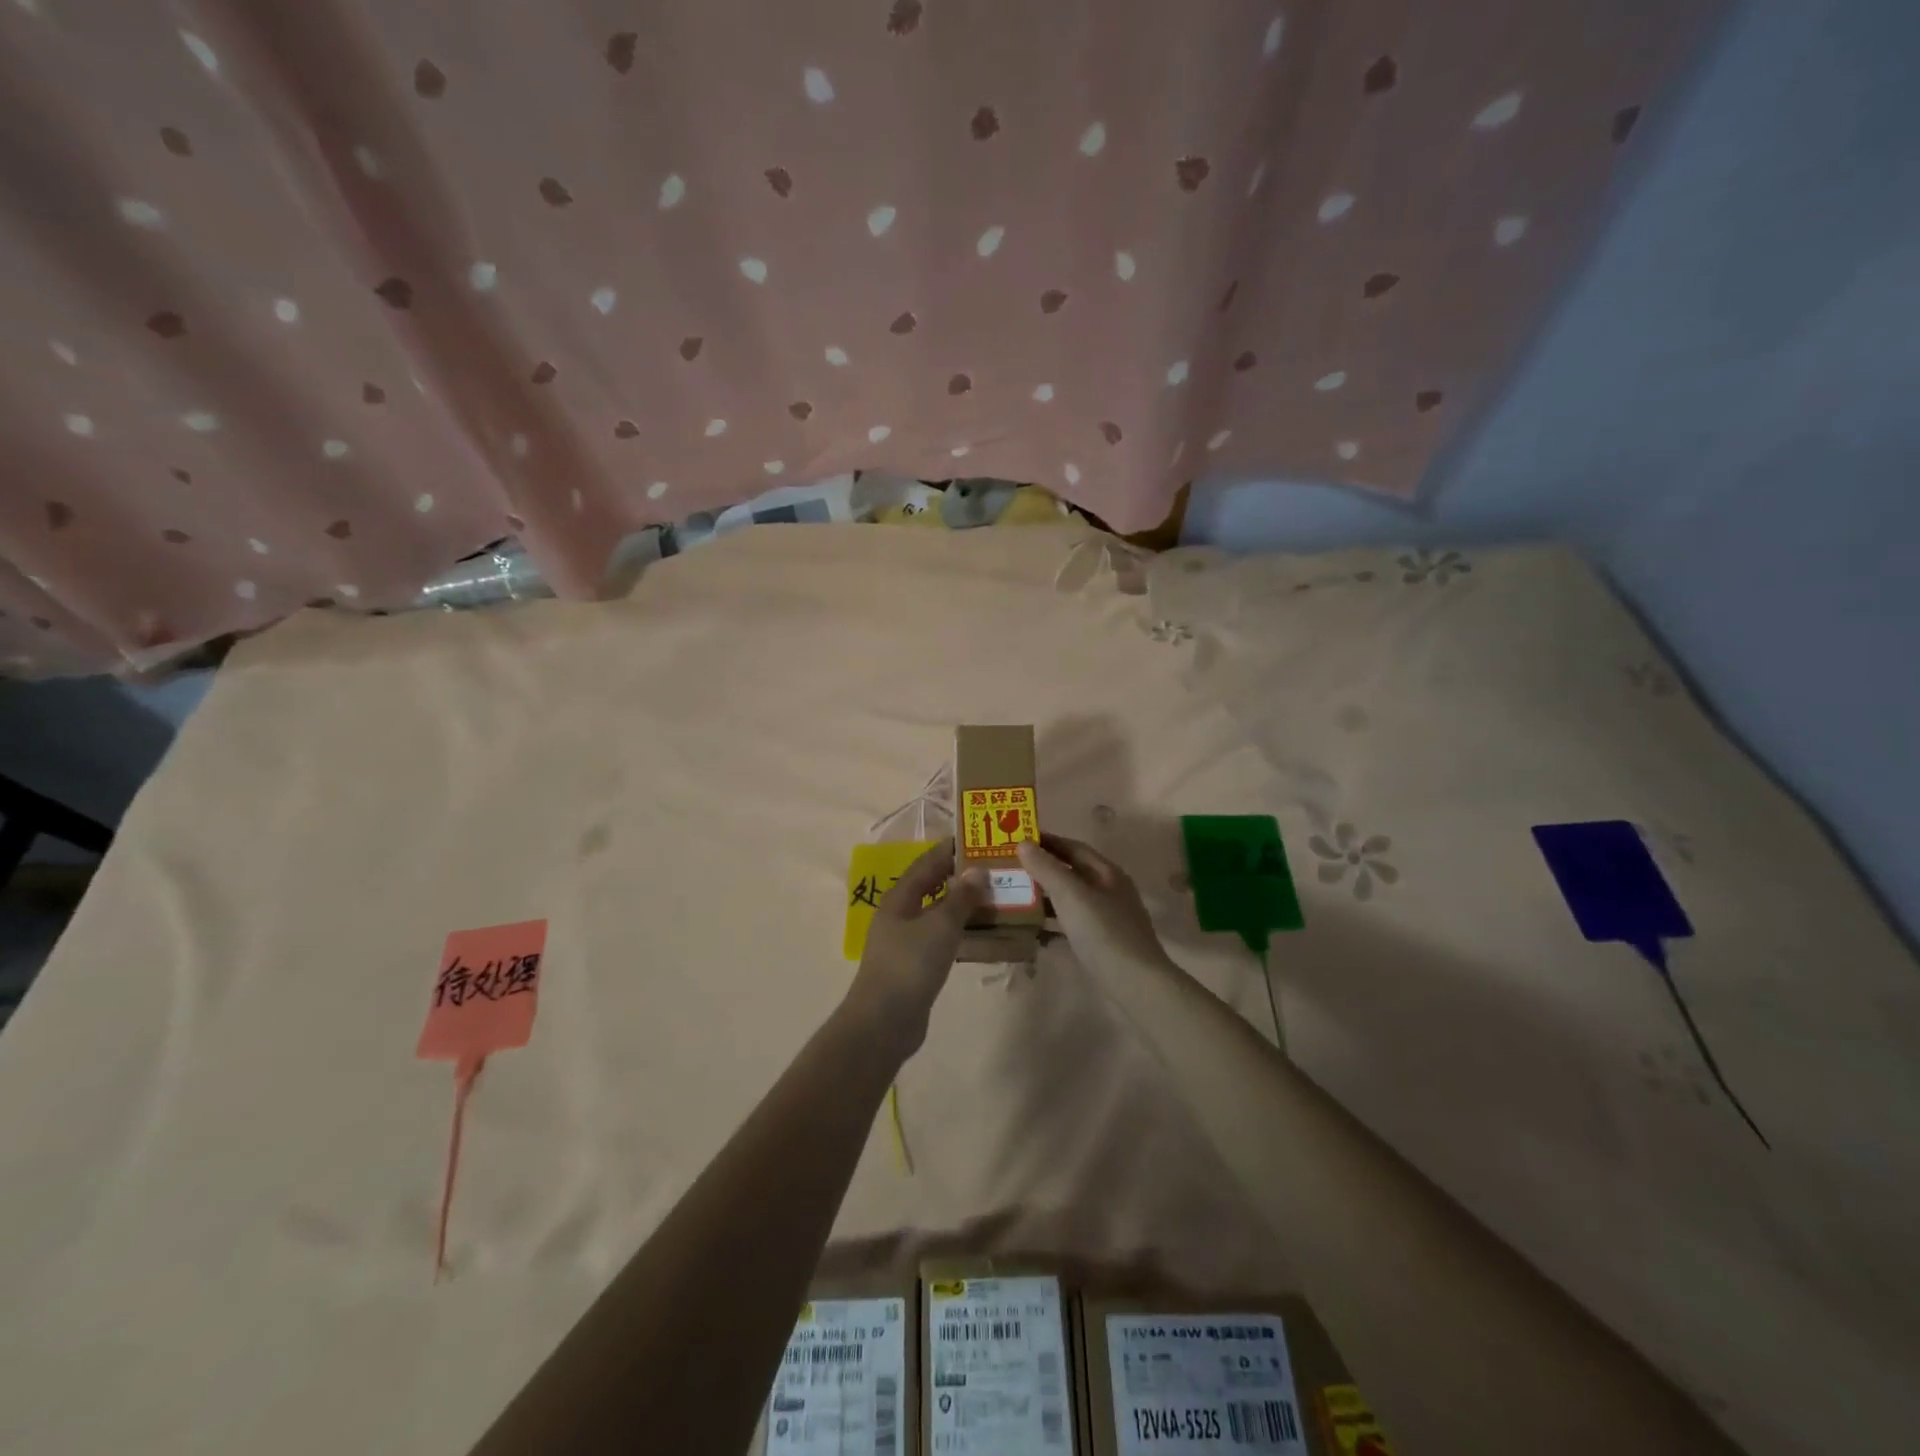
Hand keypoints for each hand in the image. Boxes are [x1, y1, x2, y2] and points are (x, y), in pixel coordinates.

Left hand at [845, 840, 986, 1057]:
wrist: (884, 1022)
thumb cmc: (910, 964)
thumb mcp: (940, 925)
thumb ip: (961, 897)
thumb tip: (978, 870)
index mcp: (900, 897)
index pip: (928, 862)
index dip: (951, 850)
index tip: (980, 840)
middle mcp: (902, 914)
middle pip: (935, 887)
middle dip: (963, 877)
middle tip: (997, 869)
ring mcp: (909, 941)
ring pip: (942, 914)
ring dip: (967, 906)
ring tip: (1000, 898)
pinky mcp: (918, 965)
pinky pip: (945, 939)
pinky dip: (965, 933)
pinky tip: (988, 935)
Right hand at [1017, 834, 1169, 972]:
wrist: (1136, 985)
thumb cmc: (1103, 932)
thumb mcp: (1071, 895)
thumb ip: (1046, 868)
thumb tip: (1023, 842)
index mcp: (1106, 873)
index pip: (1073, 847)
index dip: (1046, 842)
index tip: (1017, 840)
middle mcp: (1109, 891)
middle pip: (1072, 872)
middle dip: (1042, 869)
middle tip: (1010, 869)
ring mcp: (1107, 919)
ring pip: (1071, 900)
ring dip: (1045, 897)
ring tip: (1015, 898)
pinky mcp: (1102, 943)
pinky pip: (1072, 925)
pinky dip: (1052, 924)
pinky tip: (1033, 931)